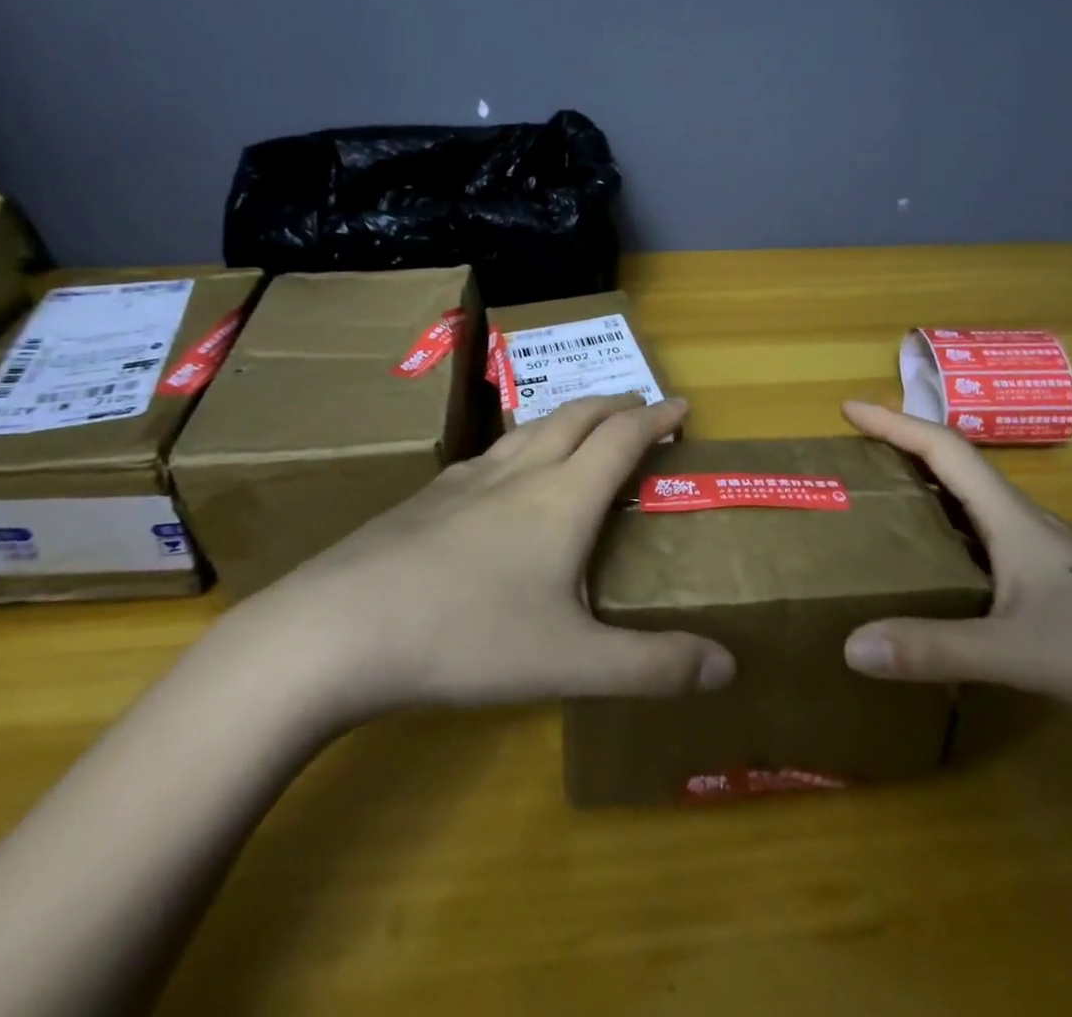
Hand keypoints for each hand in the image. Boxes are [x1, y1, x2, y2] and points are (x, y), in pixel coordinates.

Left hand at [232, 394, 735, 721]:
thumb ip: (653, 667)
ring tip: (584, 426)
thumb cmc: (468, 638)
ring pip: (532, 427)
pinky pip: (492, 452)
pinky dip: (522, 444)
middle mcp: (521, 472)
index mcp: (563, 497)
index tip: (681, 408)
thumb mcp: (572, 662)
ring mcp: (468, 478)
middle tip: (640, 408)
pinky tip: (507, 473)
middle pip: (577, 416)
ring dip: (569, 417)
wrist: (341, 627)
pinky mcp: (429, 495)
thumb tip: (730, 666)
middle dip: (616, 405)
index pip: (623, 437)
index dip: (657, 418)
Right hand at [839, 401, 1071, 757]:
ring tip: (880, 505)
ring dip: (925, 491)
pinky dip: (948, 534)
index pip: (945, 449)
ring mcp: (1047, 556)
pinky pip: (986, 541)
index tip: (848, 409)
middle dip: (902, 450)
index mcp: (1014, 520)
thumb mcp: (1021, 654)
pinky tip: (938, 570)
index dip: (894, 423)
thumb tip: (849, 645)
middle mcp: (1027, 525)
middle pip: (956, 468)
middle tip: (853, 457)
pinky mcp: (1059, 586)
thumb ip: (935, 649)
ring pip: (973, 506)